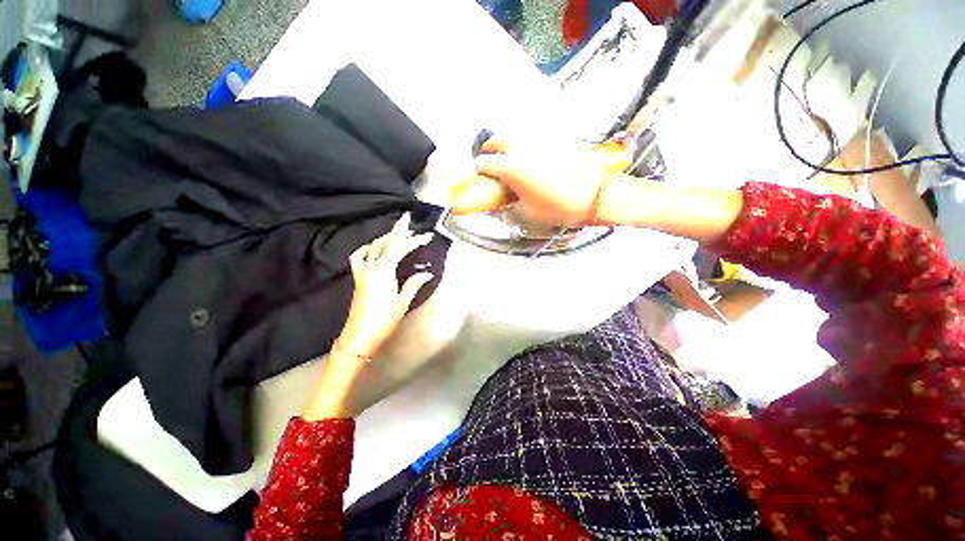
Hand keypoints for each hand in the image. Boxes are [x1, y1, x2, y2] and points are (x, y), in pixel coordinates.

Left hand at [336, 212, 434, 357]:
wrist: (360, 335)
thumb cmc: (384, 320)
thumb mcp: (402, 302)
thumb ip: (414, 284)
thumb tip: (428, 273)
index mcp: (384, 272)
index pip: (399, 248)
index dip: (413, 240)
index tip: (427, 235)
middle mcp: (371, 267)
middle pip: (385, 243)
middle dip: (399, 231)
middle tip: (409, 221)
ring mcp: (362, 271)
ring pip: (373, 247)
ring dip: (386, 237)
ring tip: (398, 232)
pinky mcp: (358, 277)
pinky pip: (359, 257)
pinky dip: (367, 248)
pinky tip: (374, 247)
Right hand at [450, 137, 627, 225]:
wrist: (595, 194)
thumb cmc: (559, 207)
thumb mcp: (528, 213)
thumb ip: (511, 207)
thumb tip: (505, 203)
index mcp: (511, 167)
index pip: (485, 164)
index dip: (479, 171)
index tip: (480, 175)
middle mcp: (521, 147)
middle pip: (496, 141)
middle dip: (489, 150)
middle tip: (490, 159)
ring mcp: (539, 139)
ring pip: (514, 134)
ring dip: (506, 144)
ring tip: (509, 155)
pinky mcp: (555, 136)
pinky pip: (533, 135)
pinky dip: (526, 142)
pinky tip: (531, 153)